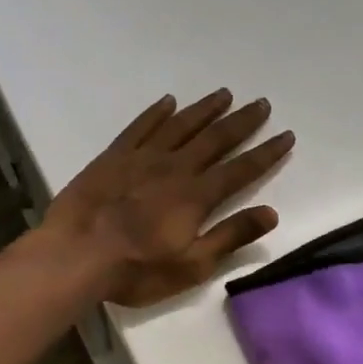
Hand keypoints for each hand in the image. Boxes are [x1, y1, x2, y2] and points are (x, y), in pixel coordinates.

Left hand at [44, 89, 294, 307]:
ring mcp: (141, 159)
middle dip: (242, 122)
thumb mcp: (193, 265)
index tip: (286, 135)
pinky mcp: (113, 158)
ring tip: (225, 94)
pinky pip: (140, 127)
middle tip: (262, 104)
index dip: (266, 153)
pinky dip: (157, 113)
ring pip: (180, 126)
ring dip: (205, 110)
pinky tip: (169, 102)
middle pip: (215, 139)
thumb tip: (271, 213)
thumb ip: (231, 236)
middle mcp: (174, 168)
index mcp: (196, 197)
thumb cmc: (138, 269)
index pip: (241, 170)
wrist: (76, 255)